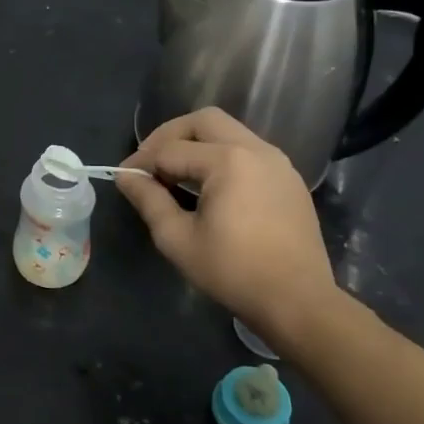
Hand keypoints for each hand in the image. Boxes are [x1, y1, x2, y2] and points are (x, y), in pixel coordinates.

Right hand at [115, 107, 338, 343]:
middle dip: (170, 136)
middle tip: (151, 163)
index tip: (124, 178)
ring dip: (197, 144)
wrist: (298, 302)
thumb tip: (126, 175)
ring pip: (229, 131)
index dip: (142, 162)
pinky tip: (209, 187)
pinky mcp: (289, 179)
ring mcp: (278, 162)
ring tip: (176, 174)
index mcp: (228, 161)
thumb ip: (149, 200)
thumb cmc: (233, 272)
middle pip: (203, 121)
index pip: (171, 149)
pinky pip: (248, 151)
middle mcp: (256, 149)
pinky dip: (221, 156)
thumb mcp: (178, 239)